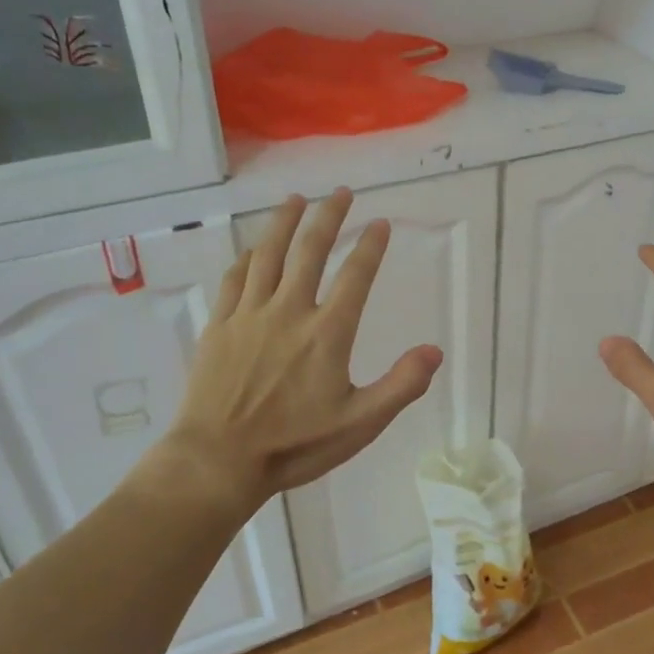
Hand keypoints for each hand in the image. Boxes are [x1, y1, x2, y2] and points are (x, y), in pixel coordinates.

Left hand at [157, 189, 442, 507]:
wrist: (218, 460)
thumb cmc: (294, 445)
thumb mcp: (360, 423)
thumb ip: (401, 385)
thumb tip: (434, 351)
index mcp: (327, 332)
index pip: (355, 276)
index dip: (370, 246)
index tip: (380, 223)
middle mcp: (289, 311)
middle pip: (310, 250)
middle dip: (328, 217)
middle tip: (340, 193)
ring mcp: (249, 315)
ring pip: (268, 254)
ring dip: (283, 222)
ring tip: (295, 199)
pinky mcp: (220, 325)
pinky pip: (234, 279)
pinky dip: (247, 258)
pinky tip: (253, 249)